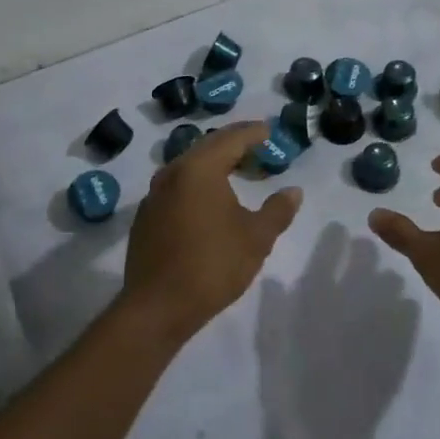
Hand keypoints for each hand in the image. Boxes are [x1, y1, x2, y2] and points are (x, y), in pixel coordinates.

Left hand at [121, 121, 301, 344]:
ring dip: (213, 163)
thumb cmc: (212, 266)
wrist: (157, 307)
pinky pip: (176, 186)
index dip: (252, 133)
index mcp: (199, 169)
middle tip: (255, 146)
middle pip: (207, 147)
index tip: (268, 131)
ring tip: (236, 171)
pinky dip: (196, 183)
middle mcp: (172, 172)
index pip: (230, 138)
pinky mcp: (146, 216)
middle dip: (233, 144)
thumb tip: (293, 191)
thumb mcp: (256, 238)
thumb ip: (277, 210)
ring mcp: (154, 194)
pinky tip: (208, 200)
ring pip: (188, 166)